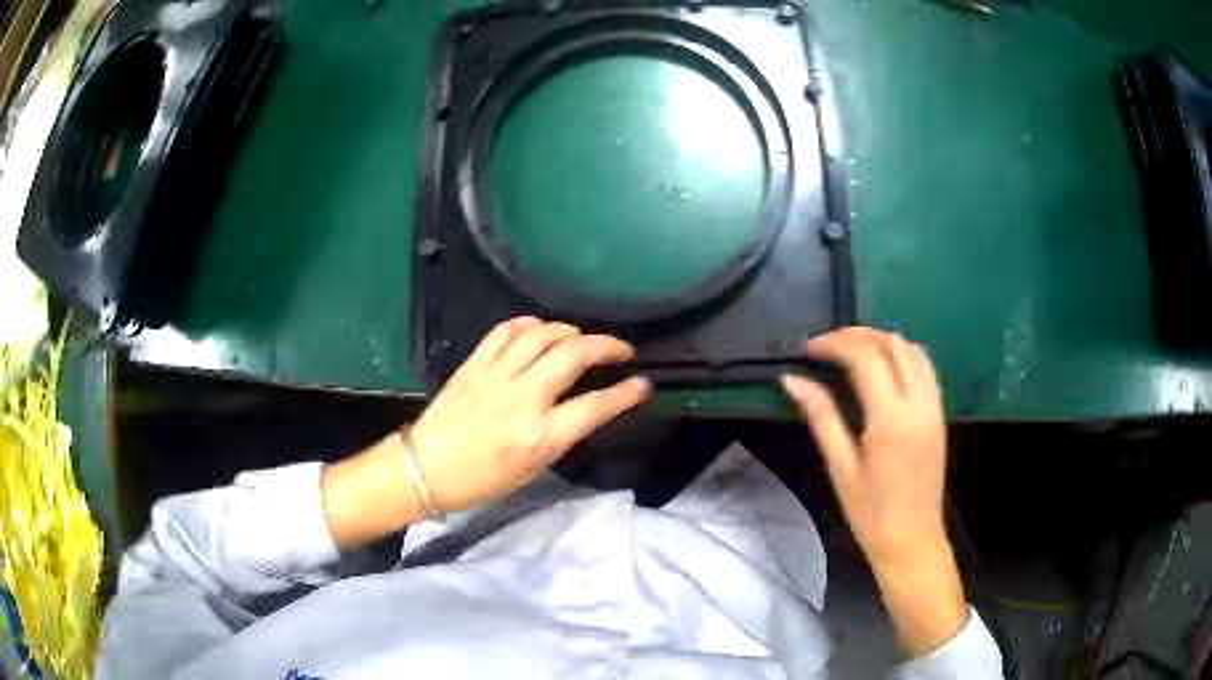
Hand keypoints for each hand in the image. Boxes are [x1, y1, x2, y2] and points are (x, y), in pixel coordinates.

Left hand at [322, 317, 650, 546]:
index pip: (595, 406)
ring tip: (581, 338)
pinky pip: (506, 331)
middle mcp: (522, 399)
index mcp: (539, 436)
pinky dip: (529, 324)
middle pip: (572, 356)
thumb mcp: (533, 468)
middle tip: (621, 349)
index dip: (625, 393)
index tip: (643, 383)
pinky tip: (540, 330)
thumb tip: (587, 406)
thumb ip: (562, 433)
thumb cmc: (482, 479)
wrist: (426, 467)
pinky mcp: (474, 363)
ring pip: (541, 336)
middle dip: (606, 346)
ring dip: (569, 331)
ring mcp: (495, 376)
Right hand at [781, 327, 965, 656]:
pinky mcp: (939, 413)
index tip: (809, 349)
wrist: (912, 540)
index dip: (834, 344)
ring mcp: (934, 407)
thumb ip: (821, 416)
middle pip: (891, 344)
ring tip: (851, 350)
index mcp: (890, 420)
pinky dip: (902, 354)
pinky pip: (925, 367)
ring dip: (881, 340)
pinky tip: (882, 366)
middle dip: (856, 335)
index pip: (865, 358)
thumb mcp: (840, 468)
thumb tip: (791, 380)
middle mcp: (918, 404)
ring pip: (912, 349)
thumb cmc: (870, 514)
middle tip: (826, 345)